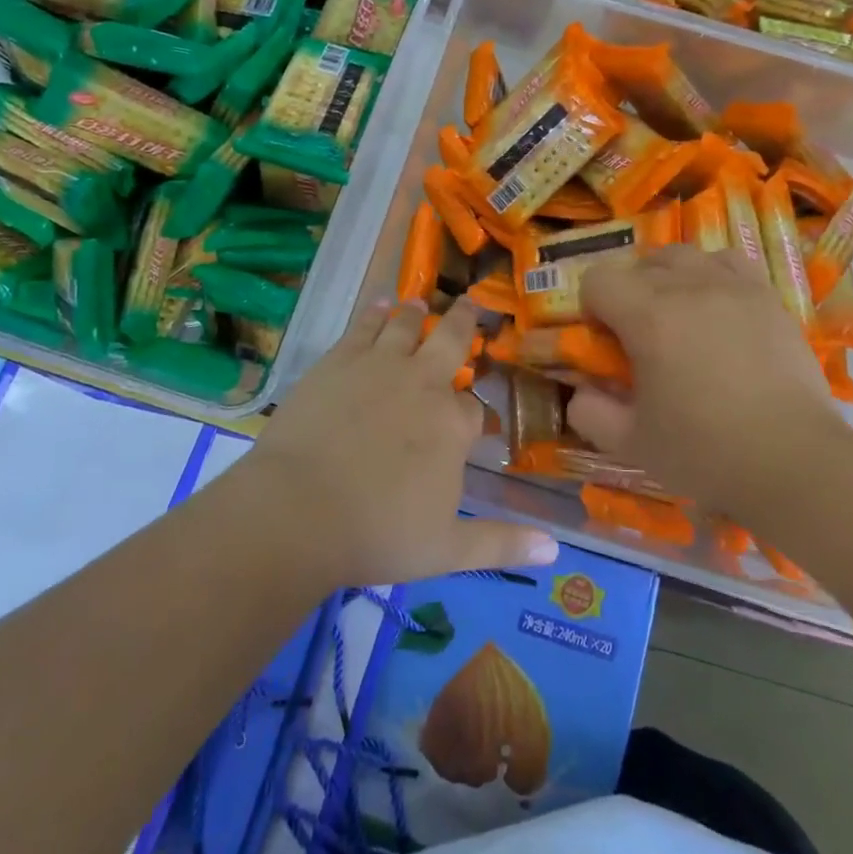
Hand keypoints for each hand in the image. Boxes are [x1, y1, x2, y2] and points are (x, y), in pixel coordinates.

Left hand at [243, 298, 558, 587]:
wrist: (298, 511)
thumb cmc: (376, 534)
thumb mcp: (446, 551)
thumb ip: (501, 544)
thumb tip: (554, 551)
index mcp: (452, 425)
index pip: (474, 407)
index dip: (474, 412)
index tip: (473, 419)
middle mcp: (423, 383)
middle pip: (451, 341)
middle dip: (465, 323)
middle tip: (471, 304)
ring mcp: (380, 365)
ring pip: (406, 325)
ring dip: (417, 313)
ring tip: (420, 302)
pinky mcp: (339, 360)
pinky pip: (363, 326)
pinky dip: (374, 313)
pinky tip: (378, 305)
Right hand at [569, 248, 852, 519]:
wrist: (793, 460)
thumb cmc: (706, 452)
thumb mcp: (632, 443)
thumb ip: (591, 413)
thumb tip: (580, 390)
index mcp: (649, 317)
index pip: (598, 278)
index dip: (592, 307)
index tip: (606, 342)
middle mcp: (689, 286)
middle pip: (640, 263)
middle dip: (629, 293)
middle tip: (641, 337)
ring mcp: (734, 287)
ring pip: (684, 255)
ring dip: (669, 277)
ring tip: (680, 316)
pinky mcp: (768, 297)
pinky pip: (728, 262)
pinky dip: (712, 275)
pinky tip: (718, 309)